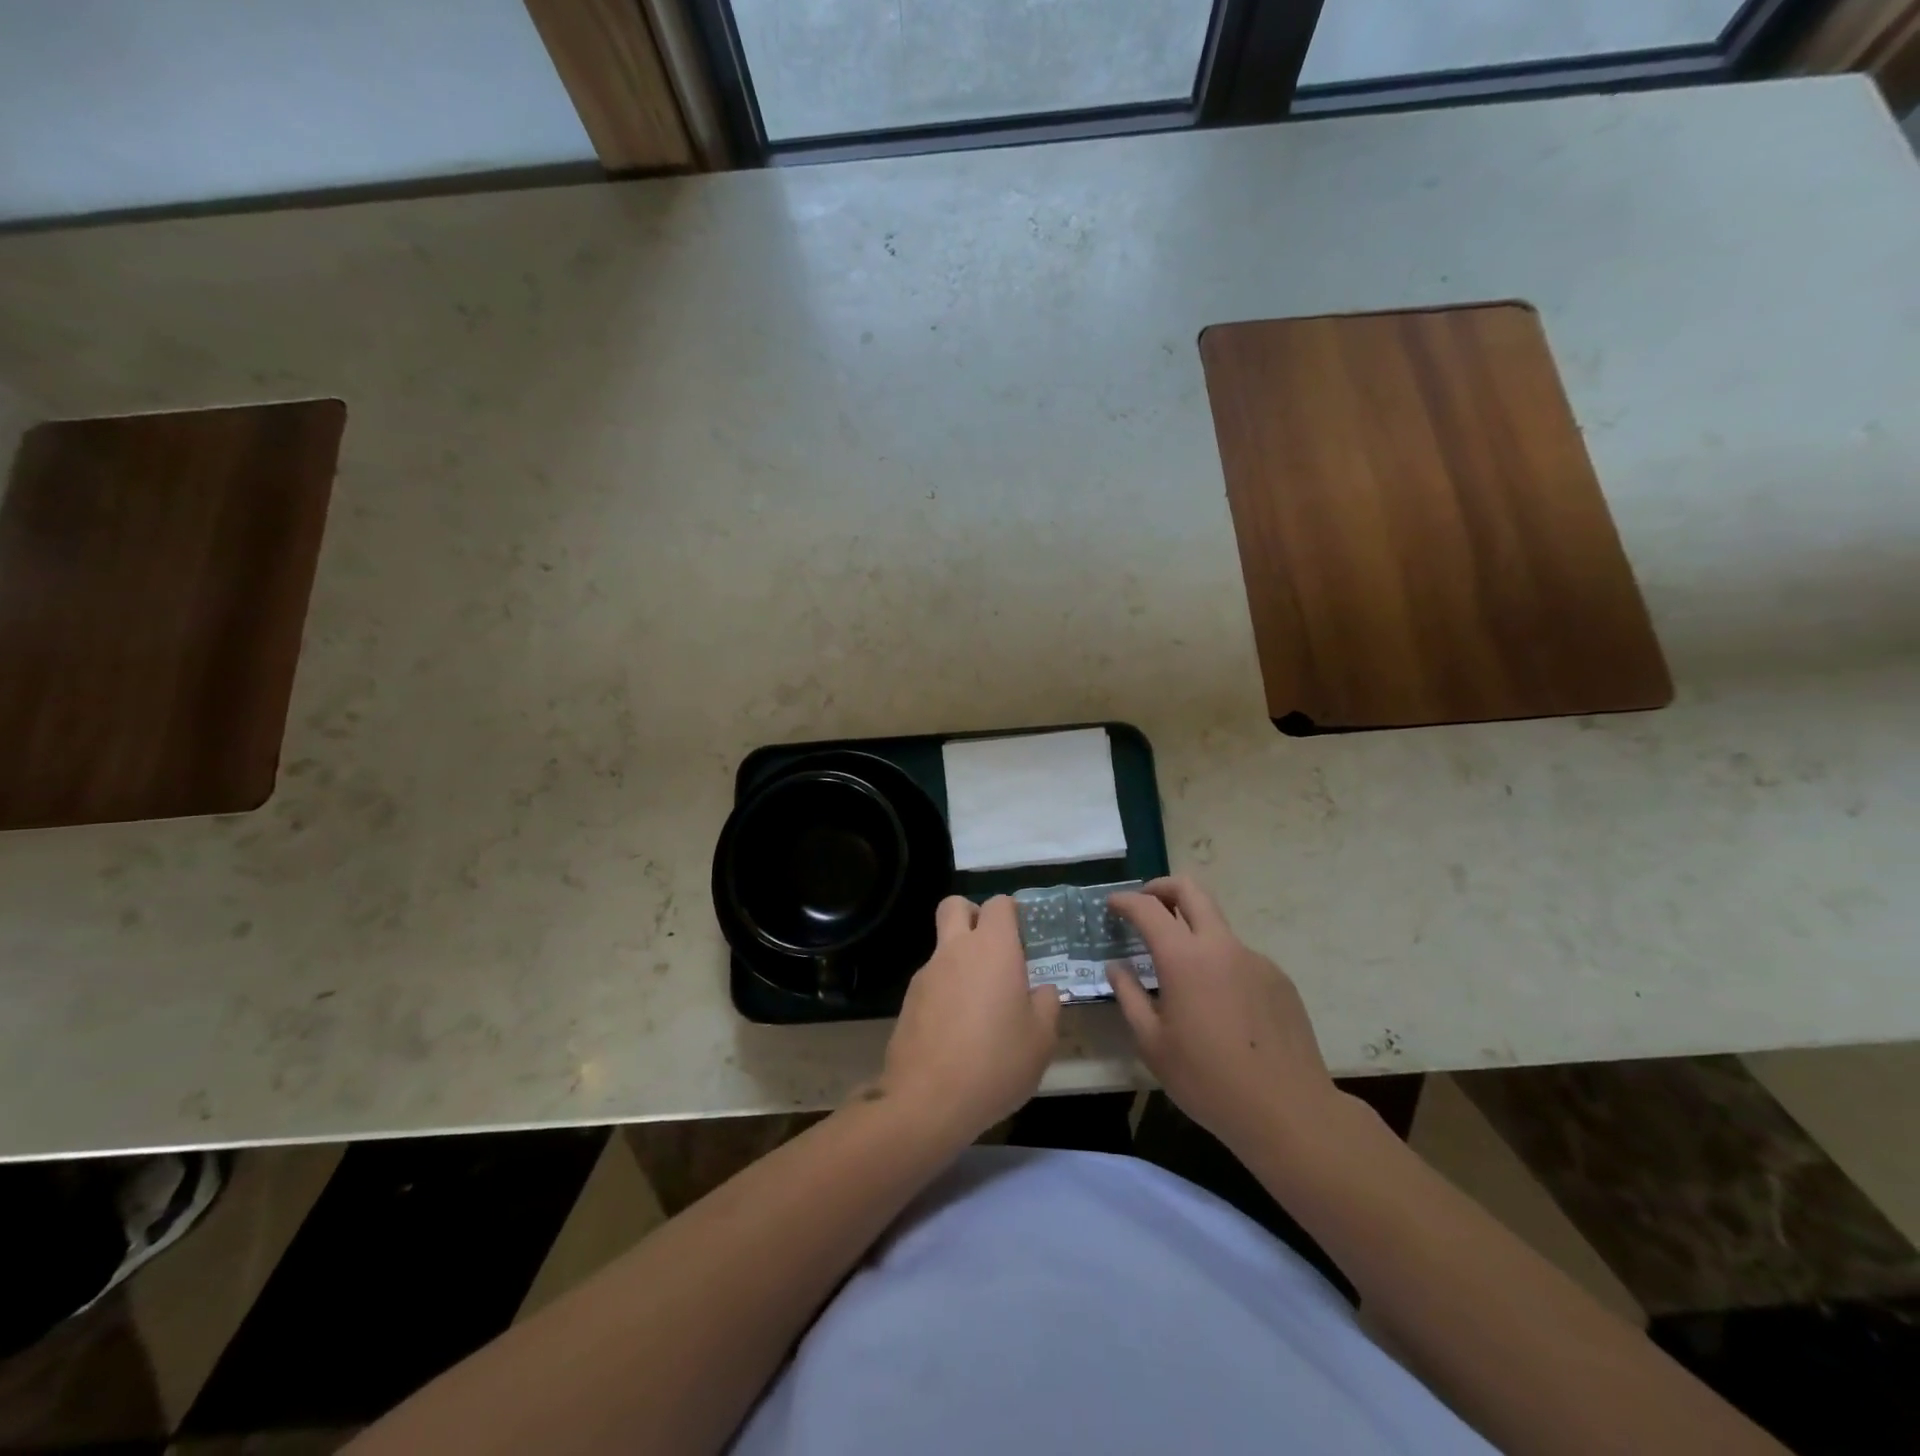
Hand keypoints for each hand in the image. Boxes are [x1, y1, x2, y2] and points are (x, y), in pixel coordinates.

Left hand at [877, 896, 1060, 1143]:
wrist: (928, 1100)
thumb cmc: (996, 1062)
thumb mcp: (1041, 1039)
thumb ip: (1046, 1004)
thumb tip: (1042, 990)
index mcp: (993, 948)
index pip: (998, 904)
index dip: (1011, 913)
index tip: (1023, 937)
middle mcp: (956, 949)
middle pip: (955, 906)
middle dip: (973, 915)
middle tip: (994, 949)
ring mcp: (926, 973)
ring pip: (942, 945)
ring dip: (959, 958)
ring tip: (980, 1003)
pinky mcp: (908, 1000)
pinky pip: (931, 979)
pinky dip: (945, 990)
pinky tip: (958, 1029)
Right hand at [1109, 876, 1337, 1156]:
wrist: (1290, 1112)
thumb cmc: (1208, 1081)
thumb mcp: (1153, 1044)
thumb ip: (1129, 996)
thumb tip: (1116, 966)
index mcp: (1184, 958)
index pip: (1148, 908)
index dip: (1125, 901)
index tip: (1112, 905)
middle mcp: (1221, 946)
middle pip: (1191, 890)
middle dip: (1162, 888)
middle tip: (1145, 904)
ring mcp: (1255, 959)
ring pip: (1217, 926)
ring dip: (1192, 931)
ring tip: (1180, 975)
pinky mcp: (1278, 979)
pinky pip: (1239, 958)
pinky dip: (1219, 964)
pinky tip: (1218, 1006)